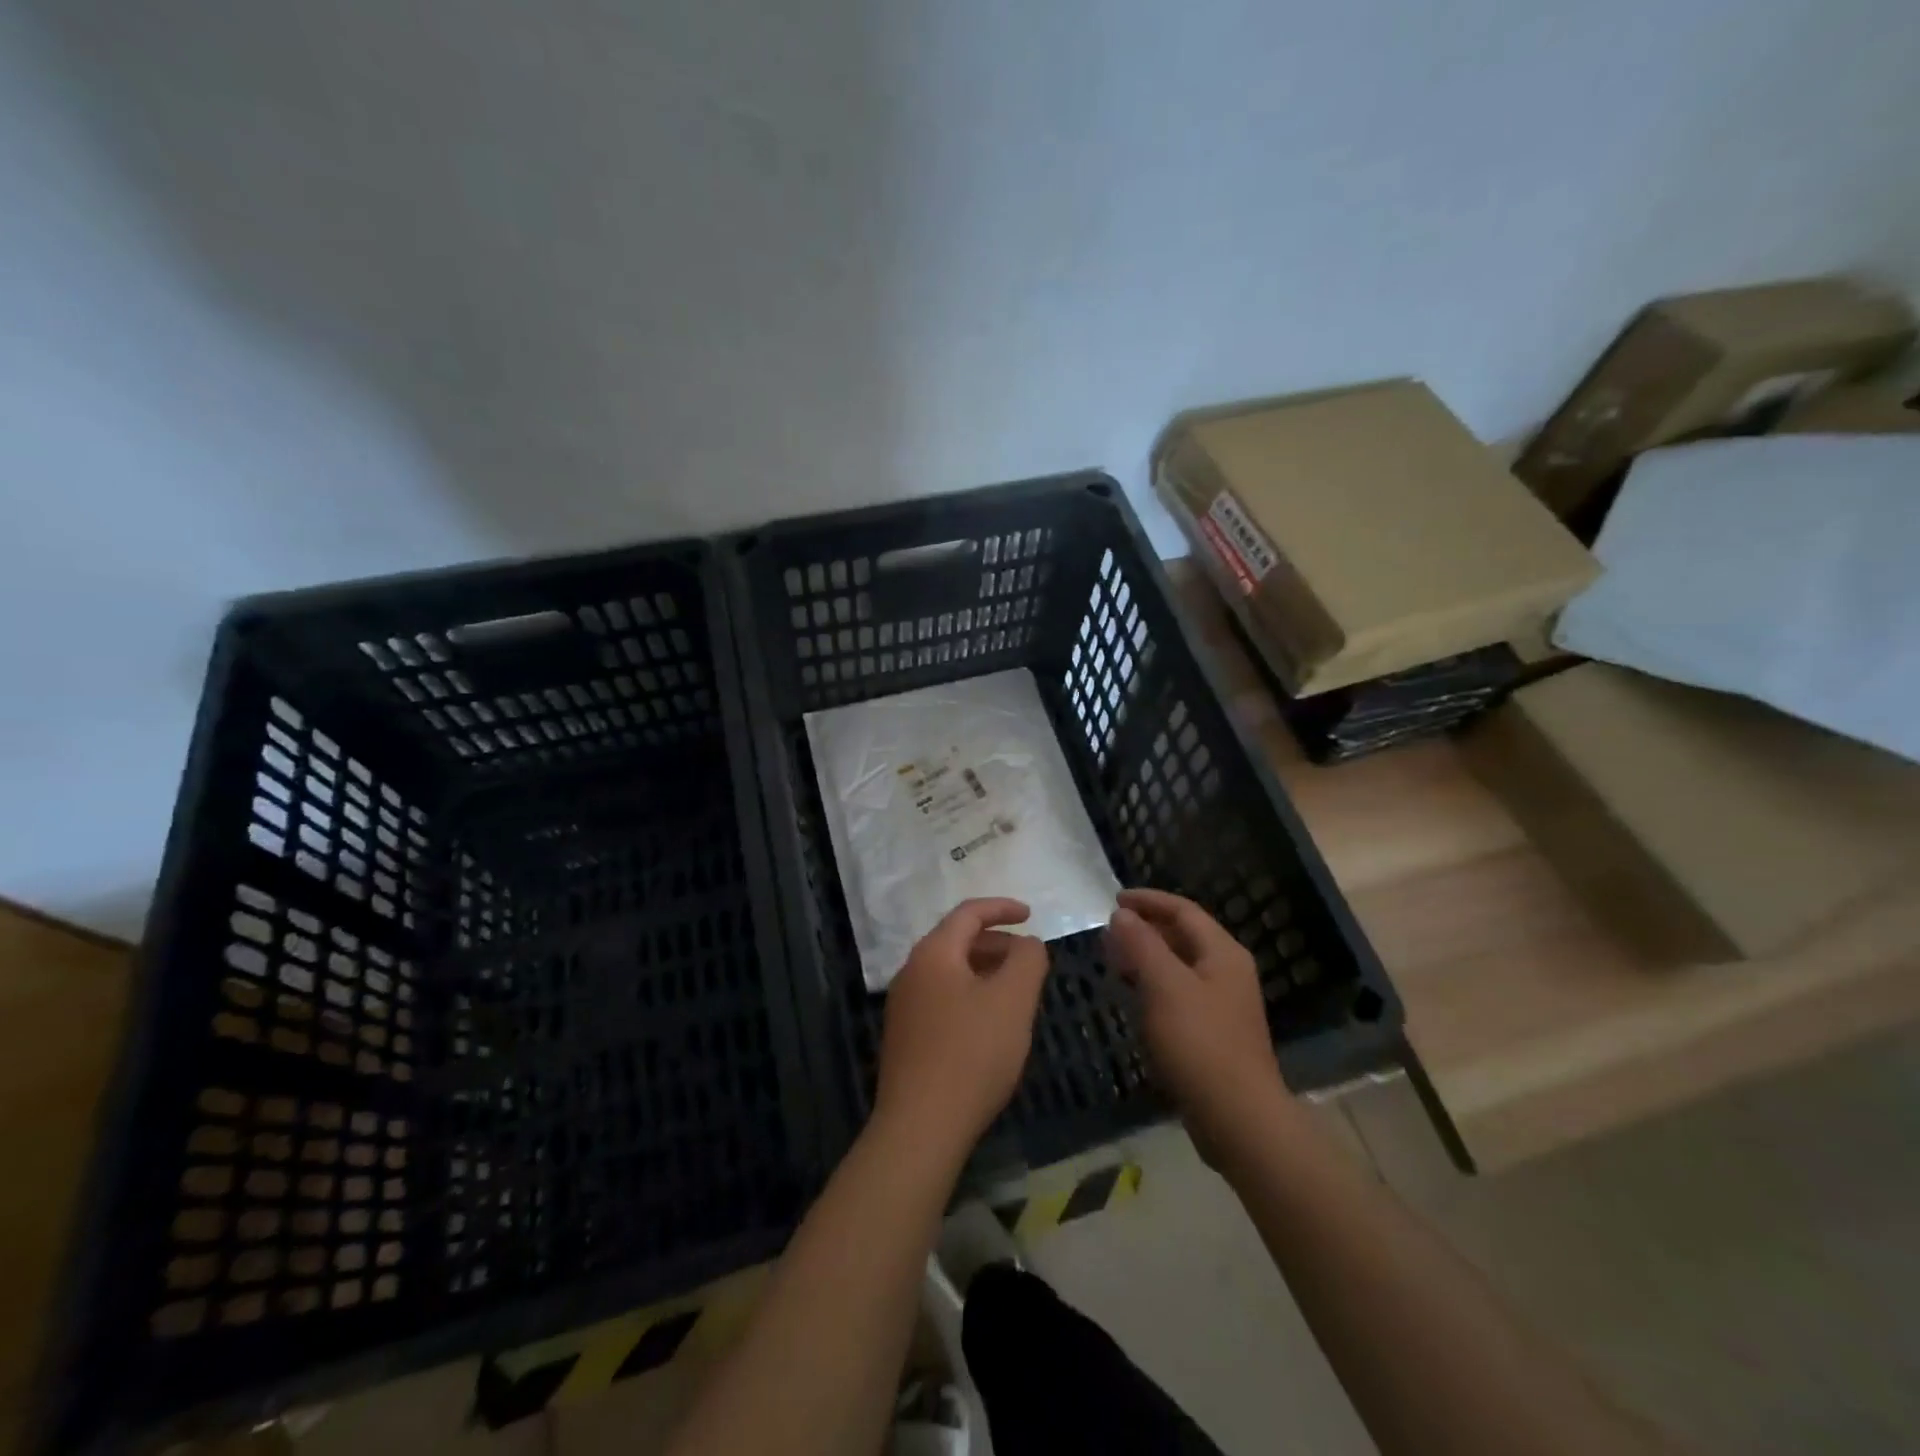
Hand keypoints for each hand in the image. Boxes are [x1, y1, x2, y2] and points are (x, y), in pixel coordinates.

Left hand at [873, 898, 1050, 1164]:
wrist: (920, 1127)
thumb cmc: (972, 1053)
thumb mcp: (1013, 1000)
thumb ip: (1027, 960)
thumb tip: (1027, 944)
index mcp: (933, 953)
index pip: (968, 914)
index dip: (1002, 908)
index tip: (1031, 915)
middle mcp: (912, 971)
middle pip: (957, 941)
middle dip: (997, 944)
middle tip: (1029, 960)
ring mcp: (904, 1006)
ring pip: (950, 972)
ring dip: (985, 972)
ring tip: (1016, 993)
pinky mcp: (905, 1037)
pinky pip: (943, 999)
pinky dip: (971, 996)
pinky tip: (990, 1025)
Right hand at [1104, 888, 1288, 1160]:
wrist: (1237, 1118)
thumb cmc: (1200, 1043)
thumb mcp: (1164, 986)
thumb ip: (1142, 944)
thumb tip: (1122, 915)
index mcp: (1222, 953)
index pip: (1183, 910)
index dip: (1148, 900)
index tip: (1113, 900)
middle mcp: (1227, 972)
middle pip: (1183, 936)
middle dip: (1145, 929)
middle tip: (1108, 932)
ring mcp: (1222, 1004)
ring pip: (1179, 966)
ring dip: (1146, 957)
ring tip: (1113, 960)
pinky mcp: (1213, 1033)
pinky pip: (1178, 993)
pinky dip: (1153, 986)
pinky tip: (1132, 998)